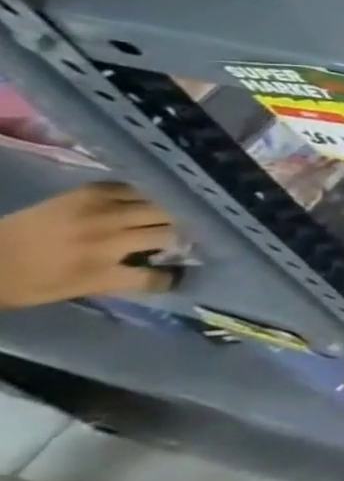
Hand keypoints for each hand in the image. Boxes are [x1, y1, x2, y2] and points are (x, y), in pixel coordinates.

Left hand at [0, 183, 180, 309]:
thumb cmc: (26, 281)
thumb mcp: (74, 290)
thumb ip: (121, 280)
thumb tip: (165, 274)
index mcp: (98, 271)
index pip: (155, 276)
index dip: (171, 276)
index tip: (178, 273)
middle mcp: (106, 238)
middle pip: (168, 232)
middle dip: (179, 237)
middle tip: (178, 241)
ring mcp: (98, 211)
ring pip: (160, 208)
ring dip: (168, 216)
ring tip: (168, 220)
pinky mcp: (89, 192)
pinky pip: (135, 190)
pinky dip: (145, 197)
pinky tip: (141, 203)